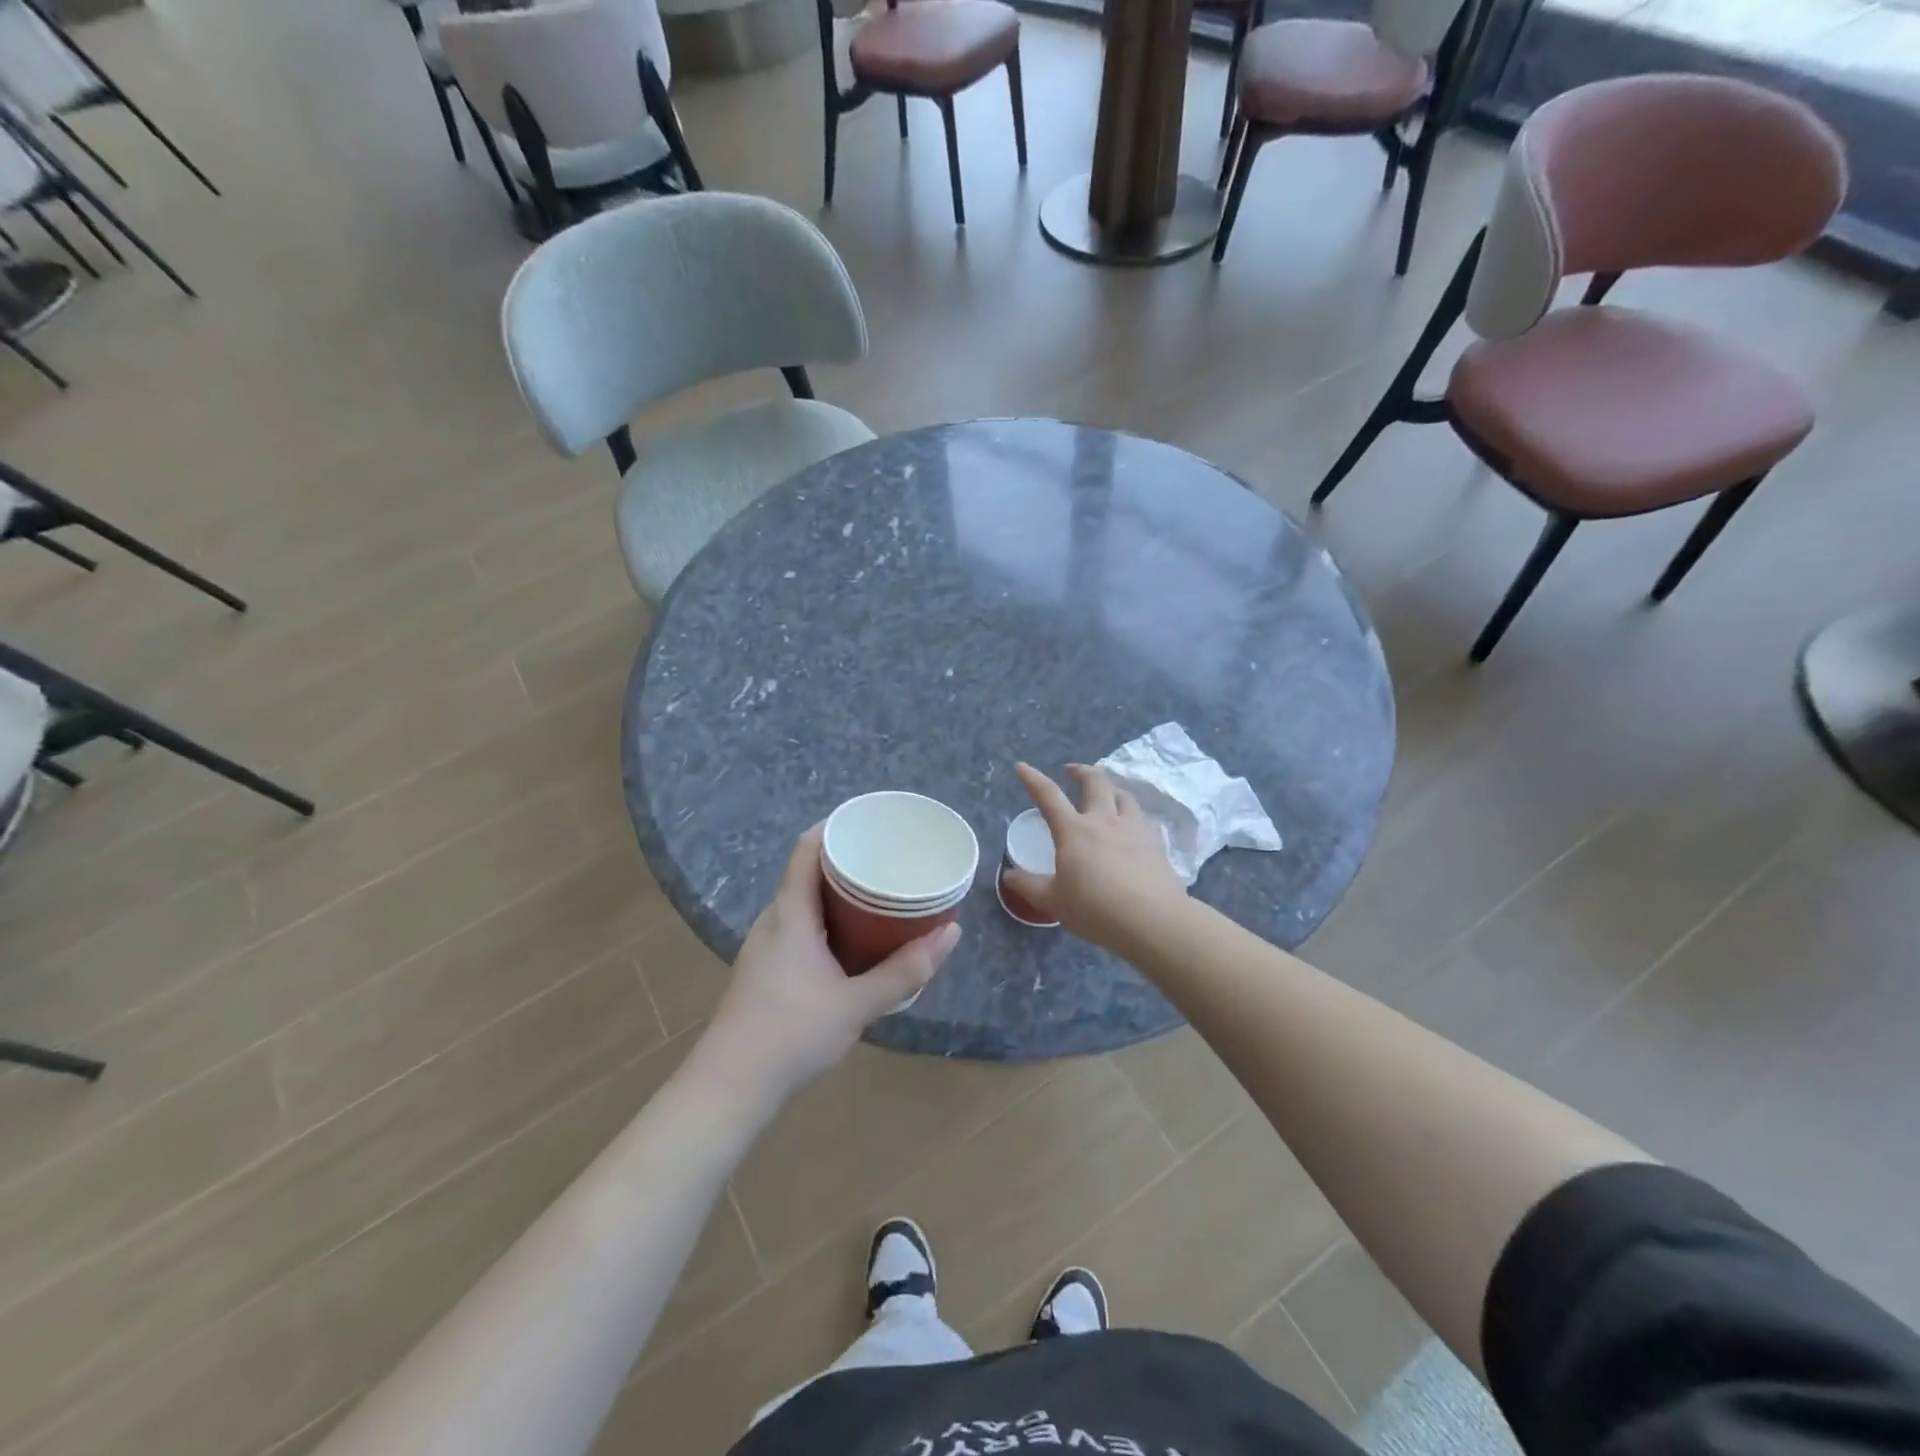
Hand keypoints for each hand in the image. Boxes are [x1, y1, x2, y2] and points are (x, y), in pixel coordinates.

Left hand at [699, 825, 960, 1105]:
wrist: (729, 1089)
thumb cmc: (791, 1035)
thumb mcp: (857, 1004)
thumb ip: (905, 970)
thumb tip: (951, 933)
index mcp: (789, 914)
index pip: (807, 848)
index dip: (836, 827)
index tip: (873, 823)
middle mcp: (774, 921)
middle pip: (808, 872)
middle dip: (847, 861)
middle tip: (889, 859)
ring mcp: (766, 947)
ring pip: (804, 902)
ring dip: (838, 893)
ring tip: (880, 894)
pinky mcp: (766, 970)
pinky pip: (801, 926)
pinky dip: (829, 919)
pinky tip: (853, 940)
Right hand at [1008, 763, 1186, 953]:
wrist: (1152, 921)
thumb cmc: (1095, 910)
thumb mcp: (1053, 901)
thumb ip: (1029, 886)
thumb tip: (1009, 875)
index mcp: (1074, 831)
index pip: (1049, 796)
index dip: (1033, 779)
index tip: (1022, 767)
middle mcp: (1104, 820)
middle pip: (1095, 781)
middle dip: (1081, 771)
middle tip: (1072, 772)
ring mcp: (1134, 829)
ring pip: (1123, 795)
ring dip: (1110, 788)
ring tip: (1105, 793)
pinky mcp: (1156, 844)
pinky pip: (1142, 818)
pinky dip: (1131, 814)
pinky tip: (1131, 826)